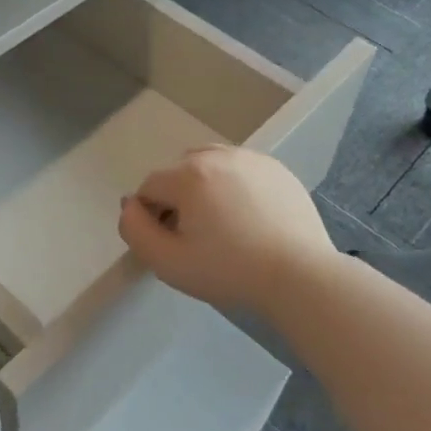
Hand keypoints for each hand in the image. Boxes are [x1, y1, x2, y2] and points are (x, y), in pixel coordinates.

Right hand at [118, 145, 335, 312]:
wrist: (300, 276)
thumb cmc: (229, 271)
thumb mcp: (167, 262)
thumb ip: (134, 230)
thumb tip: (129, 206)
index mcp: (188, 174)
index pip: (149, 188)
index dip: (153, 217)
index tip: (173, 245)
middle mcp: (217, 155)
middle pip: (179, 173)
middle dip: (178, 199)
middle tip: (198, 238)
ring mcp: (251, 158)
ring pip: (210, 167)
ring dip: (206, 189)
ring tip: (224, 226)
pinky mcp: (277, 168)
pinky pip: (241, 171)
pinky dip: (236, 188)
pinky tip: (251, 220)